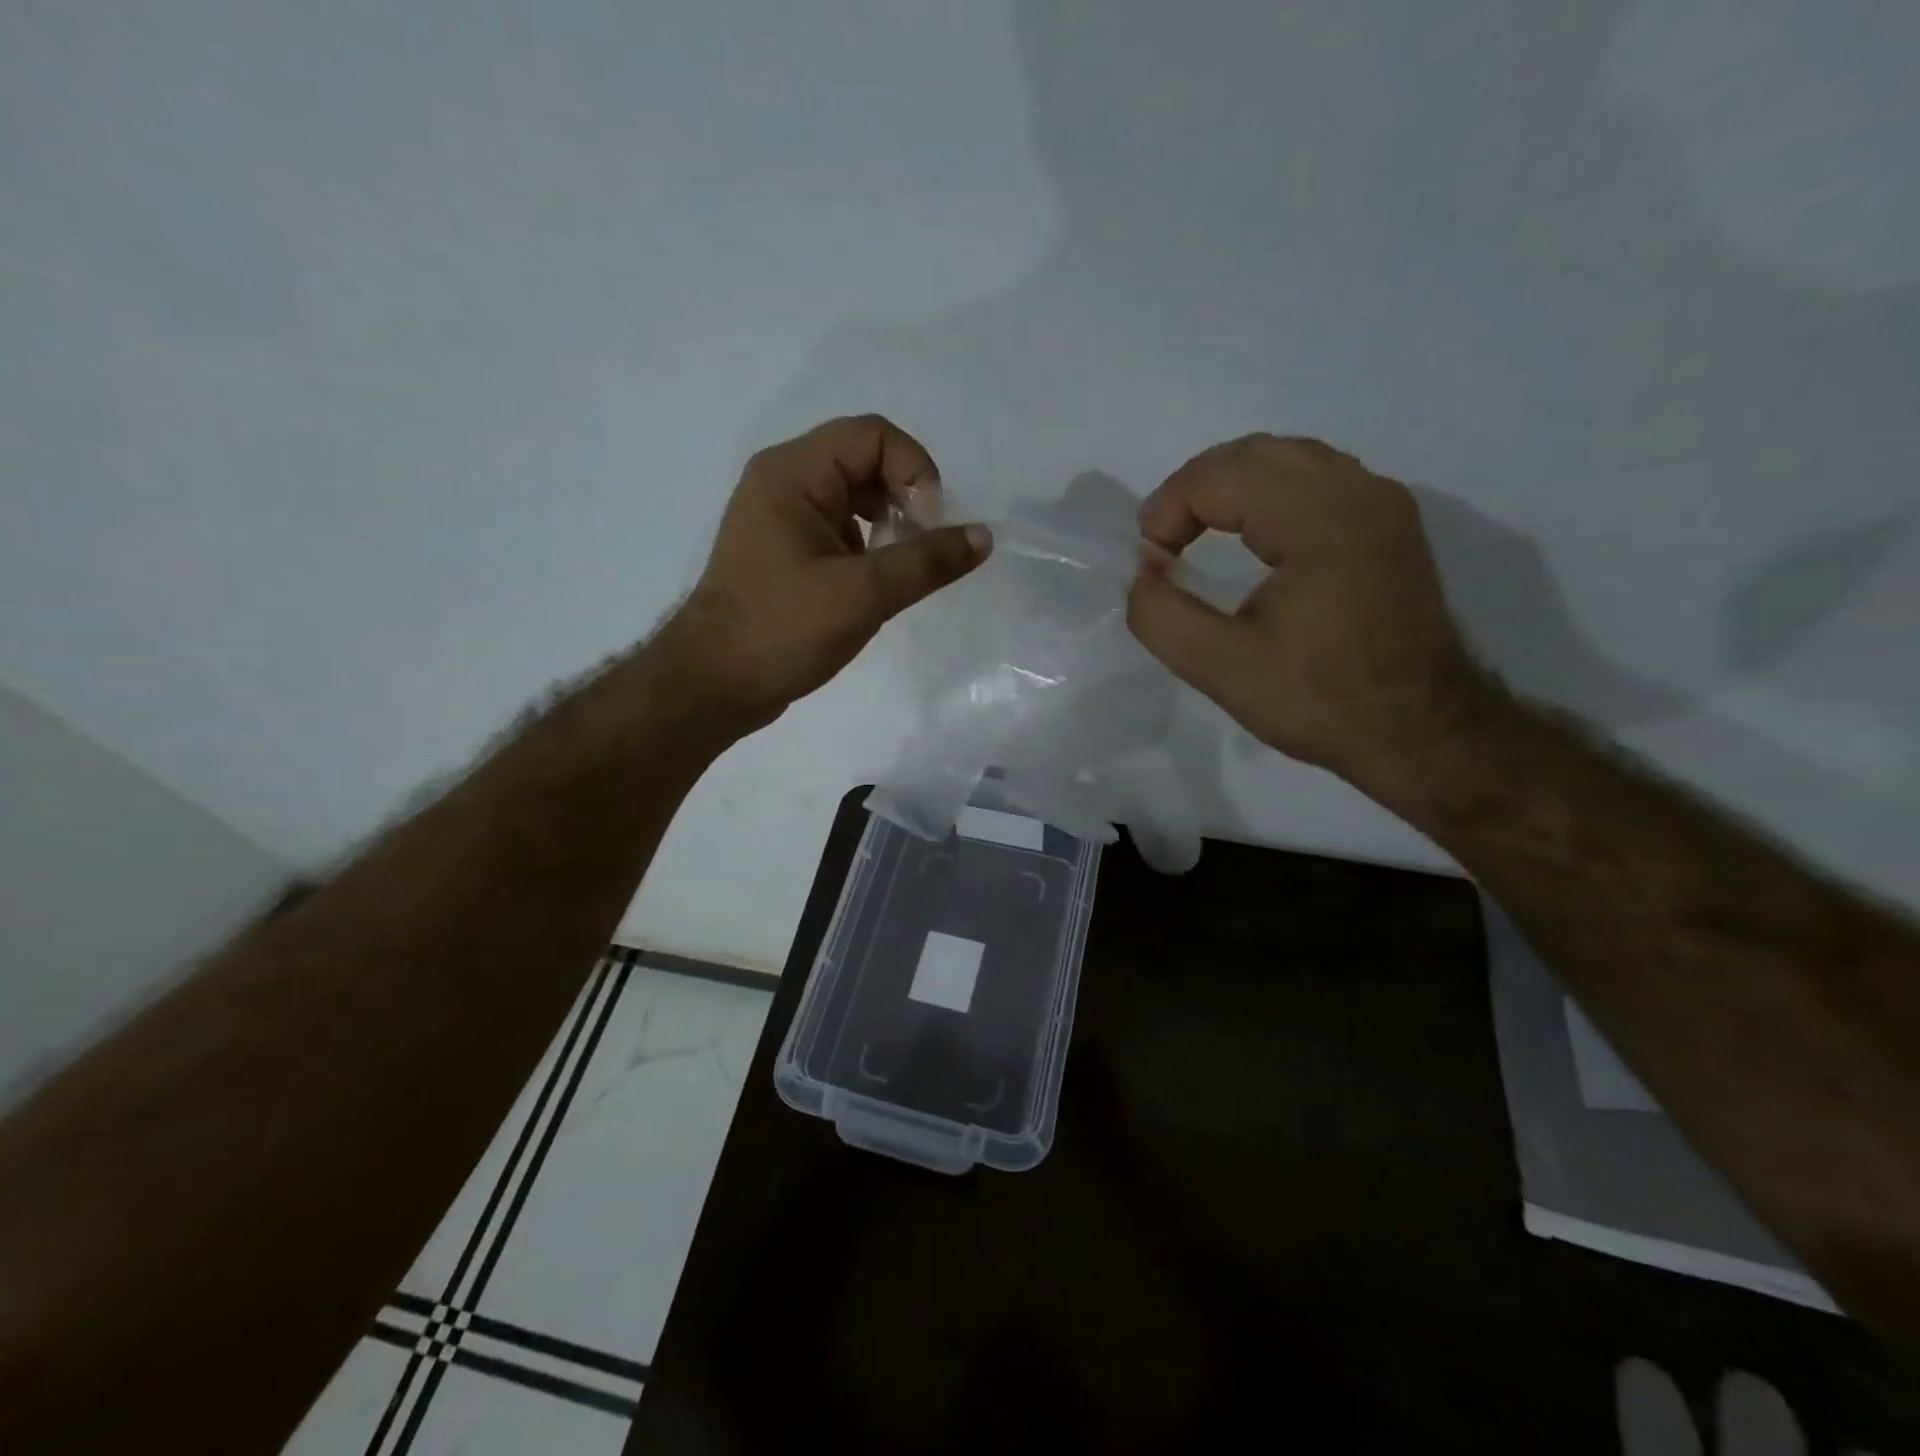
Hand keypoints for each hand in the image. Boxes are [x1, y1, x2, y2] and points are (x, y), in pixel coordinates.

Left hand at [667, 416, 990, 729]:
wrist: (714, 685)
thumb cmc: (782, 631)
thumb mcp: (863, 594)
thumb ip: (927, 562)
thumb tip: (983, 537)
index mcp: (792, 473)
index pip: (873, 435)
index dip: (915, 471)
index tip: (929, 527)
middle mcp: (784, 482)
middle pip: (866, 461)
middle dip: (906, 499)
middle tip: (923, 550)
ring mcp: (783, 517)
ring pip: (857, 497)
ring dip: (891, 525)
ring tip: (904, 570)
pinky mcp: (788, 551)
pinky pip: (842, 528)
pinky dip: (871, 547)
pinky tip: (879, 585)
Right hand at [1126, 434, 1489, 793]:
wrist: (1424, 733)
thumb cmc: (1322, 701)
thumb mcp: (1221, 668)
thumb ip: (1160, 616)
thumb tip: (1143, 573)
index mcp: (1319, 519)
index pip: (1220, 475)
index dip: (1167, 510)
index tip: (1150, 565)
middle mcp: (1357, 491)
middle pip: (1253, 453)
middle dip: (1193, 490)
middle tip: (1163, 543)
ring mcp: (1382, 503)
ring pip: (1288, 459)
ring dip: (1231, 487)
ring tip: (1196, 534)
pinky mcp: (1391, 524)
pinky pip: (1317, 480)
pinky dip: (1269, 495)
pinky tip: (1252, 538)